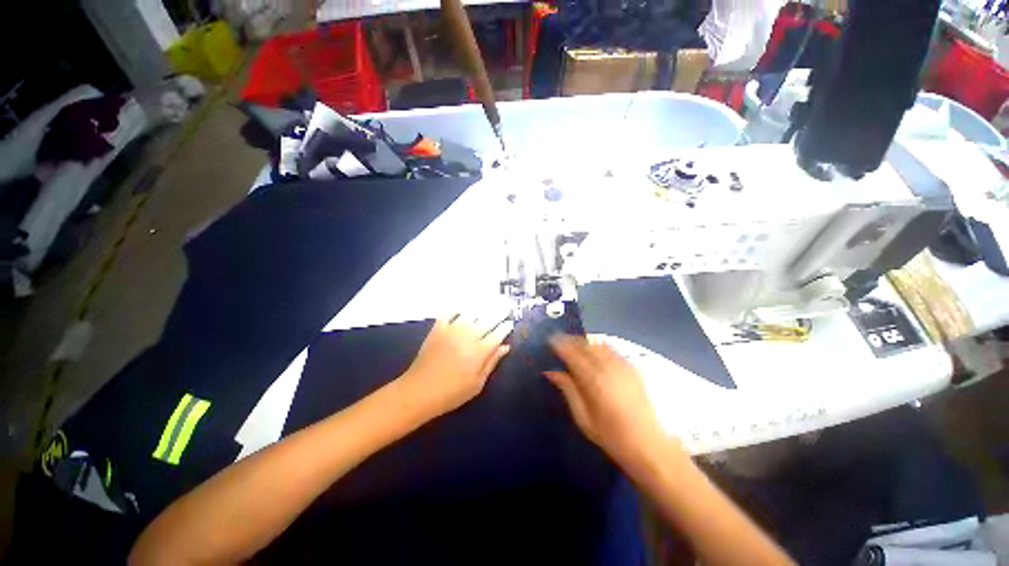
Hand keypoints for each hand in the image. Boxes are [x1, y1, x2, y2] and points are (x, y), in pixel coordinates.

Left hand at [399, 312, 513, 419]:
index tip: (510, 322)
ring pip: (471, 313)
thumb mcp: (477, 384)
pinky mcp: (438, 328)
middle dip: (498, 313)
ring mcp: (452, 329)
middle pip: (487, 320)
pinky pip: (449, 313)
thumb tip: (505, 347)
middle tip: (505, 306)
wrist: (419, 391)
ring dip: (481, 308)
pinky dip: (457, 309)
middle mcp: (468, 335)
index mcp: (480, 350)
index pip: (498, 334)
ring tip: (488, 302)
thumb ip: (492, 362)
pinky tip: (462, 308)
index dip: (505, 327)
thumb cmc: (452, 393)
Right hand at [546, 334, 674, 468]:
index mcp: (593, 379)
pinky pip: (611, 348)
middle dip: (570, 339)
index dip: (559, 343)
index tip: (548, 341)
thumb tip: (551, 371)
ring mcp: (623, 365)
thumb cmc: (612, 437)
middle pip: (585, 343)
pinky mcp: (632, 367)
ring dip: (584, 341)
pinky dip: (598, 345)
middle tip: (559, 343)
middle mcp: (608, 366)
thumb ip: (567, 390)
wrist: (650, 446)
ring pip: (599, 342)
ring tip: (574, 347)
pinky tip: (594, 353)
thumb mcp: (583, 418)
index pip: (572, 352)